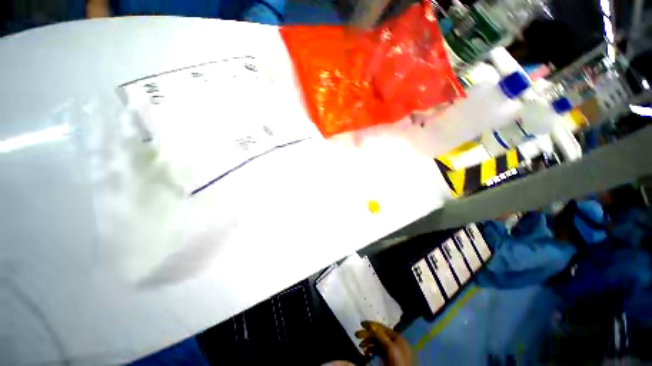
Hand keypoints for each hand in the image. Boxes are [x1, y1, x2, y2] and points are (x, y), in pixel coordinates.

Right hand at [355, 321, 411, 365]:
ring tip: (360, 345)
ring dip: (368, 343)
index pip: (383, 327)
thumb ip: (380, 335)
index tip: (361, 323)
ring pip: (377, 343)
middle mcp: (395, 342)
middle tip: (357, 335)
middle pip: (379, 335)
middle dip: (368, 334)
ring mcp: (391, 352)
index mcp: (397, 338)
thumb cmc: (397, 360)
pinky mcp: (387, 359)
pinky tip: (365, 352)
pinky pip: (377, 351)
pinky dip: (371, 350)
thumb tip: (369, 325)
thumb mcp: (389, 346)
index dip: (372, 325)